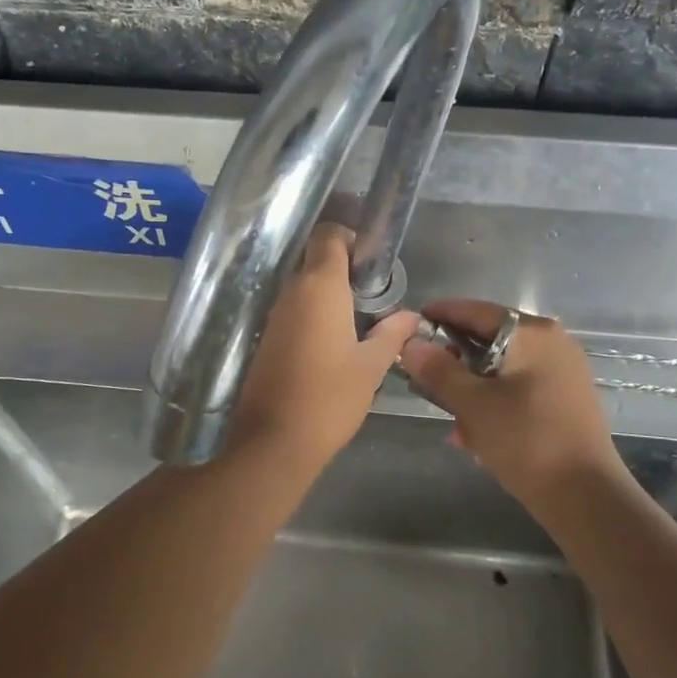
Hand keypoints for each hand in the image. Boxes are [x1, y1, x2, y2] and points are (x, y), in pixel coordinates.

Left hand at [228, 223, 418, 469]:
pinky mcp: (265, 338)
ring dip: (327, 294)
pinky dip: (311, 315)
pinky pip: (292, 310)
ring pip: (301, 286)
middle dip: (343, 269)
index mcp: (319, 287)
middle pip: (314, 259)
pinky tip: (331, 343)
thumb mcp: (371, 366)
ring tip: (357, 322)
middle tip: (371, 296)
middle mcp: (291, 291)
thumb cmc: (329, 398)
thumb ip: (392, 334)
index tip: (371, 264)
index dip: (350, 239)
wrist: (273, 441)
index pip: (328, 235)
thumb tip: (411, 316)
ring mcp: (274, 315)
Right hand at [398, 299, 623, 500]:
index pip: (475, 310)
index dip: (439, 316)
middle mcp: (552, 342)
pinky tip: (475, 432)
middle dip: (455, 359)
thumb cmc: (526, 440)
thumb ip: (438, 369)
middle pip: (490, 338)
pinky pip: (519, 387)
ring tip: (449, 414)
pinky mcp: (566, 398)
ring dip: (472, 385)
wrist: (586, 497)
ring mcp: (563, 371)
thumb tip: (410, 343)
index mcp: (532, 333)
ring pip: (502, 366)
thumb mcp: (472, 404)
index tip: (409, 328)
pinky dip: (494, 400)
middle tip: (424, 377)